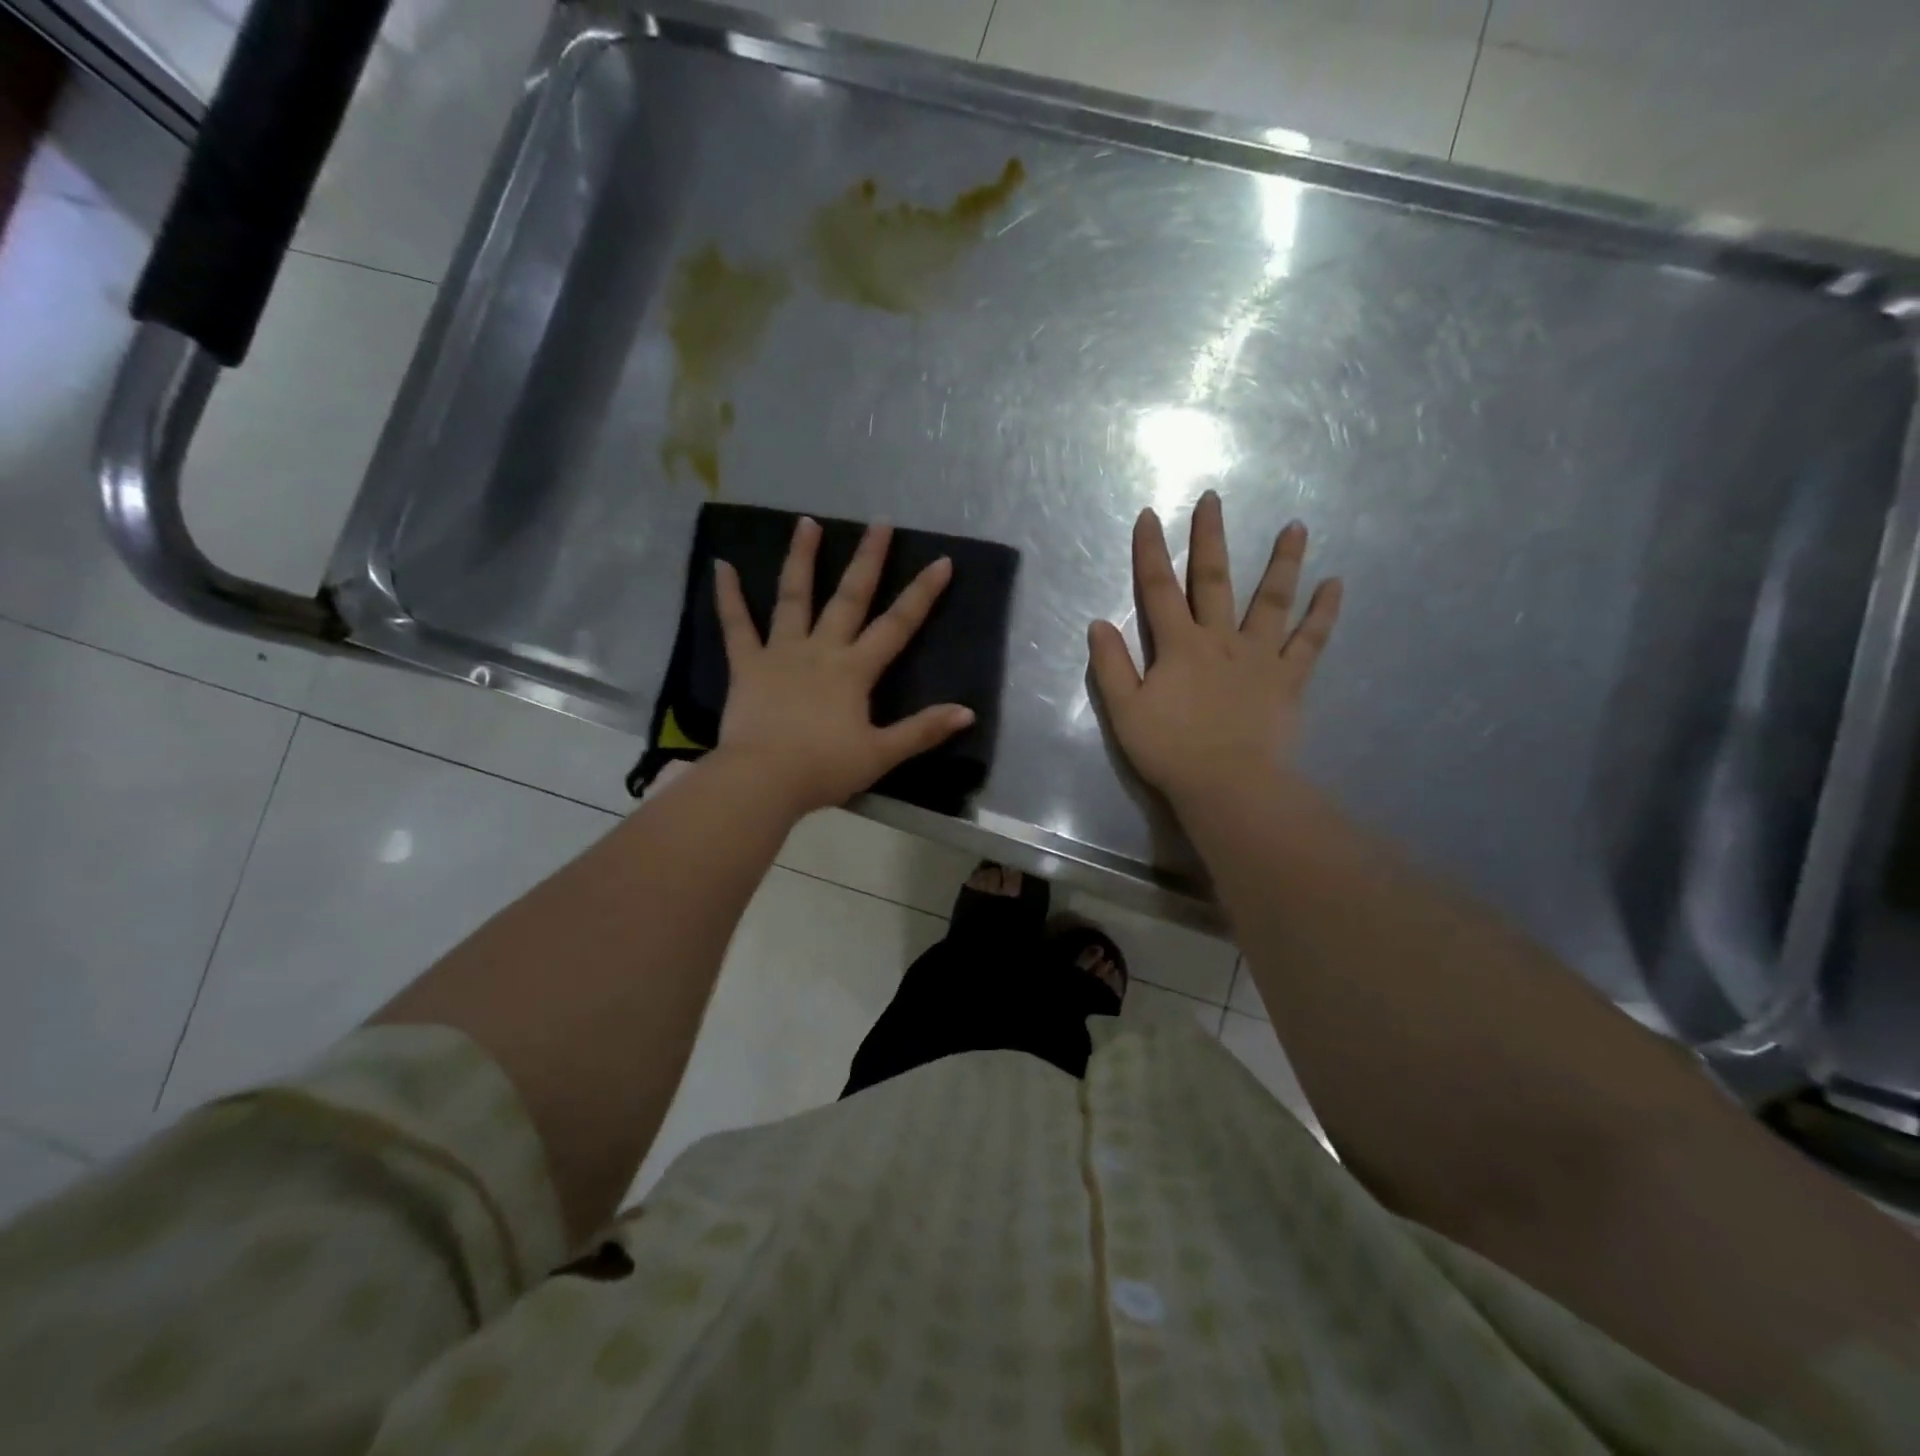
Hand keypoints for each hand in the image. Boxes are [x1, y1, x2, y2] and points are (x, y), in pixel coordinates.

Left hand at [712, 516, 974, 816]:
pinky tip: (721, 566)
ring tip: (806, 523)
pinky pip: (736, 626)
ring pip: (793, 597)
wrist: (763, 779)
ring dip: (801, 559)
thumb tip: (966, 712)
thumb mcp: (881, 754)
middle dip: (868, 559)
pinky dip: (728, 596)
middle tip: (879, 522)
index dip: (921, 594)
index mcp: (854, 671)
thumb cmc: (823, 768)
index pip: (897, 625)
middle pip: (849, 597)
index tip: (941, 561)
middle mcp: (821, 650)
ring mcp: (781, 653)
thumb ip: (922, 731)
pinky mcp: (747, 665)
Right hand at [1088, 490, 1341, 811]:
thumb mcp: (1125, 711)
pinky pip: (1310, 641)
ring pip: (1272, 600)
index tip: (1149, 515)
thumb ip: (1111, 666)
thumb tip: (1099, 623)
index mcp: (1178, 646)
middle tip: (1213, 499)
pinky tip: (1336, 584)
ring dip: (1283, 561)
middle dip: (1210, 537)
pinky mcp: (1288, 678)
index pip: (1158, 589)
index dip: (1149, 551)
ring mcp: (1259, 656)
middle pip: (1214, 580)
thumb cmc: (1170, 750)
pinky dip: (1323, 613)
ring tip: (1297, 526)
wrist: (1228, 785)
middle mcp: (1220, 639)